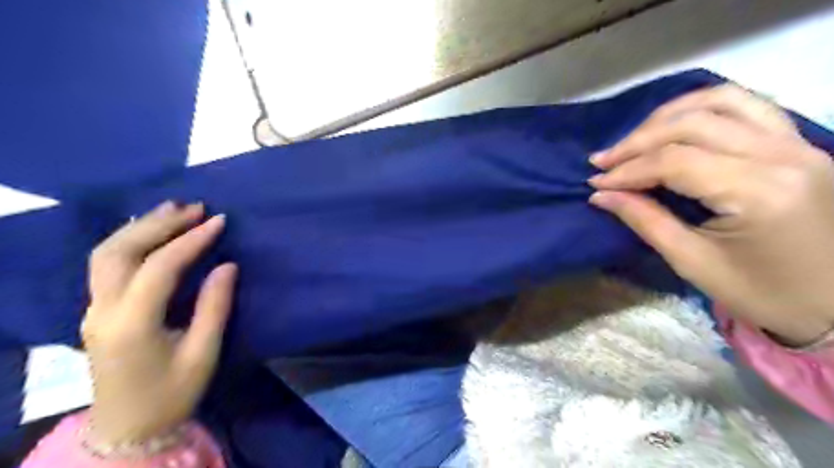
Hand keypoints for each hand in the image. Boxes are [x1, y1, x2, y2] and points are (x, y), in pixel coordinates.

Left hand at [80, 201, 235, 445]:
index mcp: (133, 324)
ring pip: (105, 253)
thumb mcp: (203, 353)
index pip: (160, 267)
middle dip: (159, 223)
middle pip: (120, 251)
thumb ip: (214, 306)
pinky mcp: (97, 311)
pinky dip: (129, 239)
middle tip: (196, 207)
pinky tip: (150, 230)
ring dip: (140, 226)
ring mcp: (93, 310)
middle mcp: (103, 311)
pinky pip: (106, 264)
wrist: (128, 427)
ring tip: (174, 209)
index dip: (191, 240)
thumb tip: (227, 265)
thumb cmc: (173, 392)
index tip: (219, 220)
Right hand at [589, 84, 833, 347]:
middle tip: (604, 162)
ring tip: (635, 139)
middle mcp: (782, 155)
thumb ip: (645, 220)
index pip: (676, 161)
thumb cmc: (762, 292)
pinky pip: (747, 105)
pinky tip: (676, 125)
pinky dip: (703, 108)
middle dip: (638, 141)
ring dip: (667, 116)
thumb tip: (601, 195)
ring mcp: (797, 143)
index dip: (628, 170)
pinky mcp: (799, 143)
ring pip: (721, 101)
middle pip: (693, 124)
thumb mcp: (693, 261)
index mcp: (759, 191)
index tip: (595, 183)